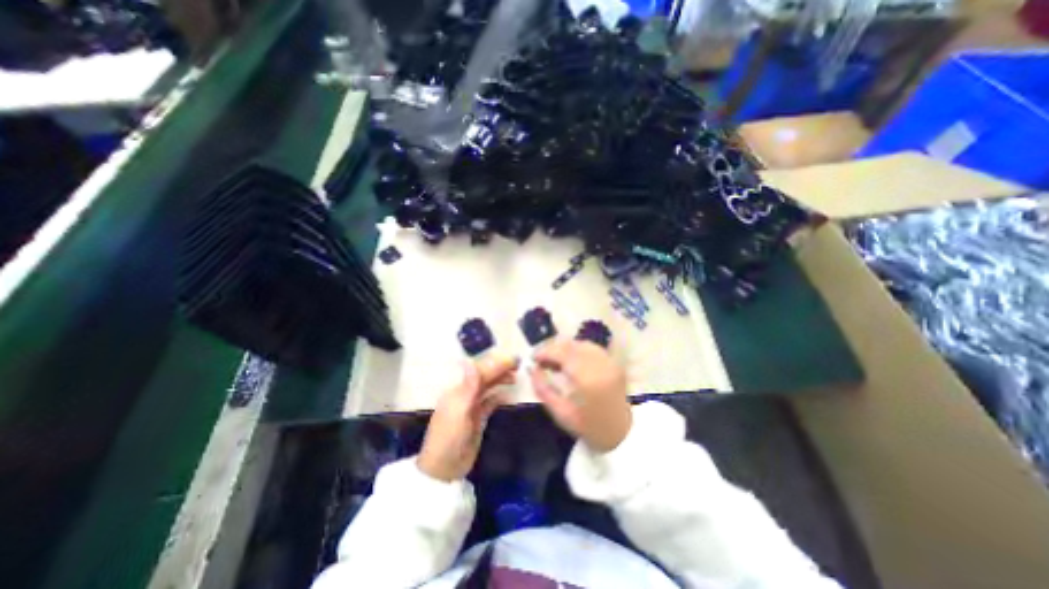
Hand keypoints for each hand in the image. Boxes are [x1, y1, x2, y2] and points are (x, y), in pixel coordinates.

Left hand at [416, 356, 517, 481]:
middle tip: (518, 363)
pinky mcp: (477, 418)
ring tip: (515, 376)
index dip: (495, 363)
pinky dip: (498, 396)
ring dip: (500, 380)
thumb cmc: (449, 439)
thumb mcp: (458, 412)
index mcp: (458, 390)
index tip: (512, 359)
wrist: (444, 470)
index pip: (479, 371)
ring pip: (488, 387)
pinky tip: (508, 394)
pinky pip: (490, 402)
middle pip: (484, 377)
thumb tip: (470, 361)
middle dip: (500, 368)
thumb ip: (467, 387)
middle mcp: (465, 394)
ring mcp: (471, 406)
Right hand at [534, 338, 629, 452]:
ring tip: (554, 359)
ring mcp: (610, 362)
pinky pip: (592, 348)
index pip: (562, 353)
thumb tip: (532, 369)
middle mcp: (600, 365)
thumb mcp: (560, 413)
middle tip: (541, 359)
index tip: (533, 358)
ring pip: (582, 343)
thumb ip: (543, 389)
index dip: (545, 352)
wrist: (622, 434)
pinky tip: (571, 359)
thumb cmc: (589, 427)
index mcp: (587, 380)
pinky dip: (578, 349)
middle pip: (572, 345)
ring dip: (565, 347)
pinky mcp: (614, 362)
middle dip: (553, 348)